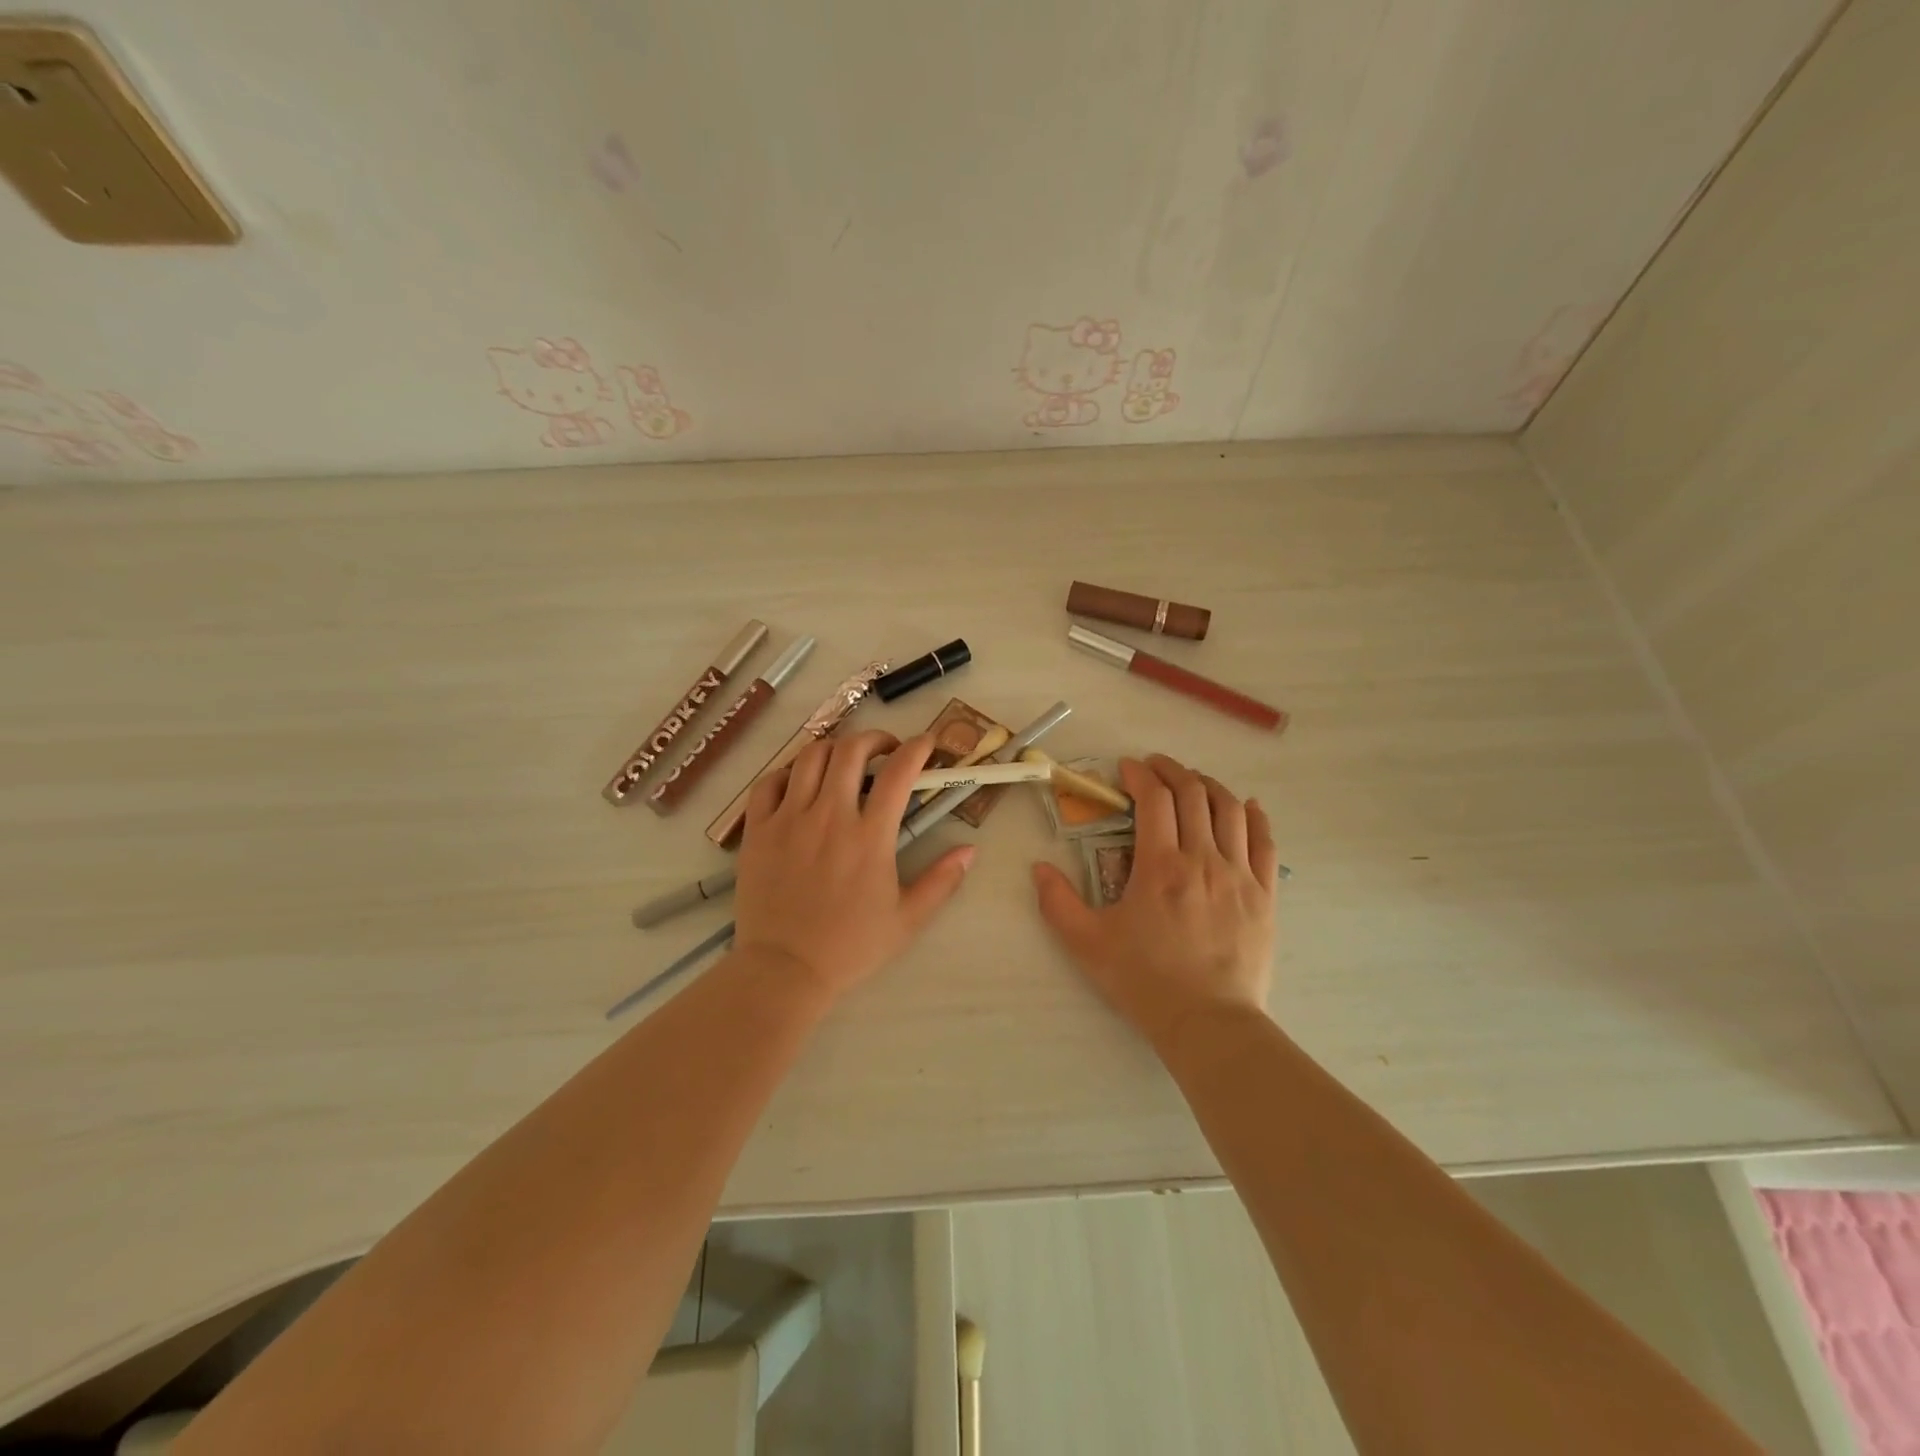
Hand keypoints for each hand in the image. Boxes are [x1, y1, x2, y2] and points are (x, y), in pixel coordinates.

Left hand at [734, 730, 973, 998]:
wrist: (784, 970)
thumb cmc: (850, 947)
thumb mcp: (908, 919)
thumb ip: (942, 881)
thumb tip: (970, 850)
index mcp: (869, 836)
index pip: (898, 772)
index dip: (917, 748)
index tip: (926, 744)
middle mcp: (829, 816)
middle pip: (851, 750)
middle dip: (875, 738)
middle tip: (886, 749)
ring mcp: (788, 819)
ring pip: (810, 757)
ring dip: (834, 748)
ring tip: (844, 760)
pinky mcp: (758, 830)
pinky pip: (769, 782)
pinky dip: (788, 771)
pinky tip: (800, 782)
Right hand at [1032, 754, 1279, 1054]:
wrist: (1208, 1023)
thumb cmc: (1144, 980)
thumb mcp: (1087, 943)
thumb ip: (1057, 902)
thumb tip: (1038, 867)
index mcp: (1160, 866)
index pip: (1154, 800)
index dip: (1140, 775)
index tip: (1127, 769)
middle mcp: (1203, 859)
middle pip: (1194, 794)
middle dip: (1172, 771)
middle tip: (1155, 767)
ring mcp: (1239, 875)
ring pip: (1231, 810)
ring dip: (1210, 785)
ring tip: (1193, 781)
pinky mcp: (1264, 895)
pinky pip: (1265, 842)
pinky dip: (1254, 817)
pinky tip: (1247, 807)